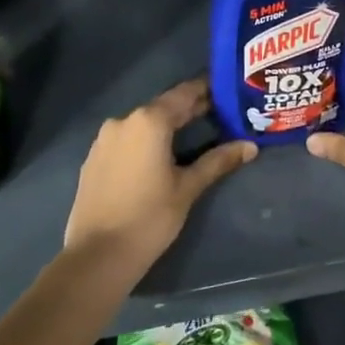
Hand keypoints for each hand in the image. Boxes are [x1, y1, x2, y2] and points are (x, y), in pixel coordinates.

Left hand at [63, 78, 254, 273]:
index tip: (226, 89)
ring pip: (143, 123)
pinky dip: (146, 140)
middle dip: (190, 109)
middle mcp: (124, 121)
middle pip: (163, 107)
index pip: (184, 94)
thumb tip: (250, 146)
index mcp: (149, 121)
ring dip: (167, 125)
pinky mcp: (94, 158)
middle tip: (220, 113)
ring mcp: (104, 139)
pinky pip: (127, 139)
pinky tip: (160, 155)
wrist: (97, 255)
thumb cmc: (150, 217)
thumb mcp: (188, 188)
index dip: (207, 89)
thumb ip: (218, 161)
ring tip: (194, 135)